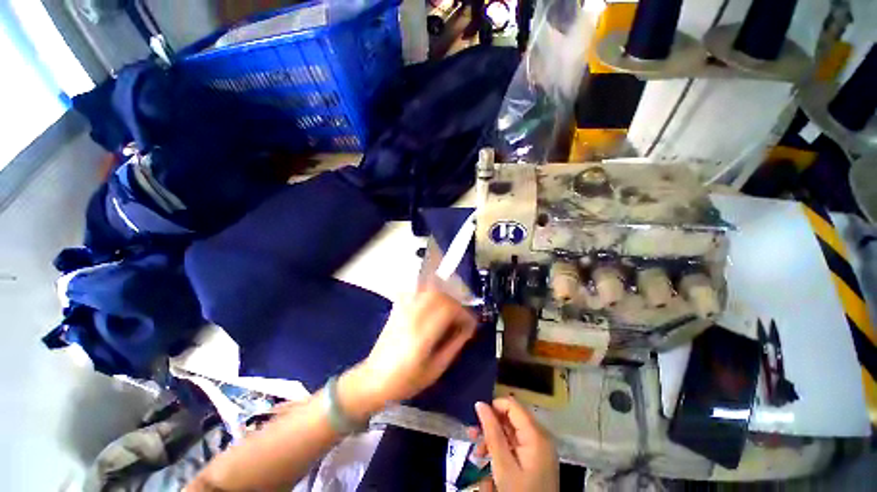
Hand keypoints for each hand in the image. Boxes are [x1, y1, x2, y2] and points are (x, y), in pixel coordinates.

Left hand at [339, 287, 476, 418]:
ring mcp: (402, 310)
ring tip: (449, 310)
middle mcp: (412, 317)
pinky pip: (416, 291)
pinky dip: (428, 293)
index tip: (470, 324)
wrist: (373, 379)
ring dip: (443, 296)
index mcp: (422, 334)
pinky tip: (433, 303)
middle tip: (461, 317)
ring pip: (428, 290)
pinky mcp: (397, 309)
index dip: (464, 313)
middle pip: (439, 295)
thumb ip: (454, 345)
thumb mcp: (436, 369)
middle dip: (455, 303)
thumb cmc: (406, 381)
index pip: (448, 309)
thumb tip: (467, 328)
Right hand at [472, 397, 558, 491]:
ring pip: (511, 431)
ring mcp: (538, 448)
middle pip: (511, 418)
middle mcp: (540, 436)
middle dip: (491, 424)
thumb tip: (480, 404)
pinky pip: (516, 444)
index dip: (494, 407)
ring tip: (477, 451)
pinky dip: (501, 448)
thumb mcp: (503, 465)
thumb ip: (492, 432)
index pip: (512, 405)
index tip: (477, 418)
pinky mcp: (535, 459)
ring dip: (493, 437)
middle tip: (472, 434)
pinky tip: (488, 458)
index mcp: (536, 434)